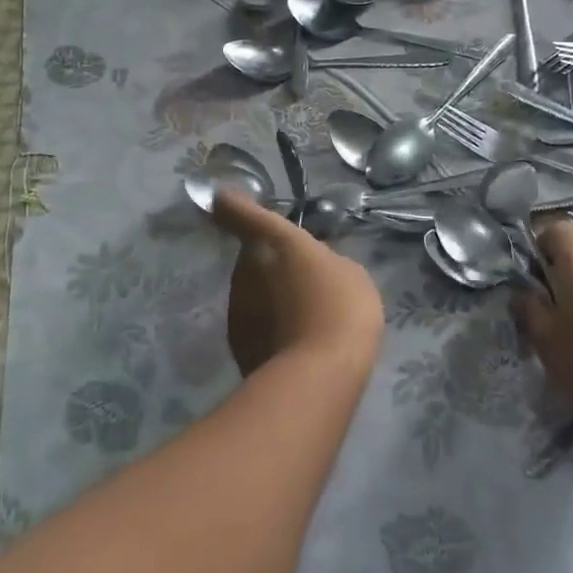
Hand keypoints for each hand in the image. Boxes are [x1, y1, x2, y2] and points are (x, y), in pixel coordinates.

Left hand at [212, 191, 383, 381]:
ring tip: (303, 316)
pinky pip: (253, 321)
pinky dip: (268, 324)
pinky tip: (293, 341)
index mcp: (277, 241)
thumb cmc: (343, 309)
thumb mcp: (350, 274)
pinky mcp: (235, 339)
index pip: (243, 213)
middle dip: (271, 262)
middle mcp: (248, 267)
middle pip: (253, 255)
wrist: (318, 374)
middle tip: (302, 279)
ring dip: (271, 295)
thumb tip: (310, 266)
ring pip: (252, 289)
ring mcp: (237, 304)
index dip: (232, 204)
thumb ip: (325, 260)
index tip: (222, 198)